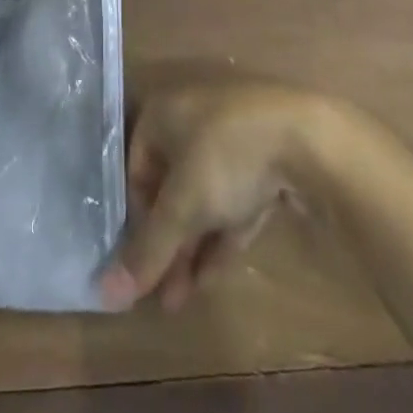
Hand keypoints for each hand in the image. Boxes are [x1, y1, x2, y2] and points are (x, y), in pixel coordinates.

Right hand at [100, 83, 345, 311]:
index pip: (135, 168)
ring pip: (202, 196)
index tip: (140, 263)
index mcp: (162, 112)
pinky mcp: (263, 158)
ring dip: (190, 246)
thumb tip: (104, 294)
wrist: (307, 138)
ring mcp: (231, 136)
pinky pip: (232, 199)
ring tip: (181, 299)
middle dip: (165, 241)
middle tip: (161, 293)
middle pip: (169, 186)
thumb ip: (147, 250)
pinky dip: (220, 234)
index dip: (135, 218)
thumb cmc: (226, 157)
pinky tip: (211, 278)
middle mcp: (191, 117)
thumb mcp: (182, 206)